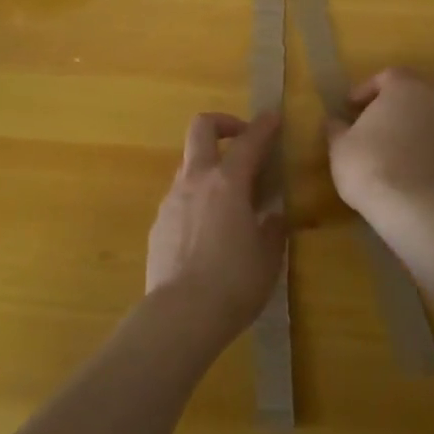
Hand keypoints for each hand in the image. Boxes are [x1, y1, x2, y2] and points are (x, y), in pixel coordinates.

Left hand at [146, 112, 286, 341]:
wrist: (180, 316)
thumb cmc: (234, 283)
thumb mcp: (268, 257)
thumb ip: (272, 228)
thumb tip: (273, 215)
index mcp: (228, 183)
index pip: (249, 141)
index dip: (264, 126)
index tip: (274, 117)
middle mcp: (196, 181)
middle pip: (201, 129)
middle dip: (223, 124)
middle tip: (242, 140)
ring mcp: (172, 200)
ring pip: (189, 164)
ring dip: (210, 167)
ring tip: (230, 197)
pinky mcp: (159, 223)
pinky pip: (180, 197)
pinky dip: (197, 199)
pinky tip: (209, 230)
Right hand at [326, 68, 433, 225]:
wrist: (414, 208)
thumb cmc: (370, 164)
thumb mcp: (340, 145)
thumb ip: (336, 128)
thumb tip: (334, 121)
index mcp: (404, 87)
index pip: (386, 77)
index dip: (365, 91)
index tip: (349, 108)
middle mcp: (433, 99)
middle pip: (410, 92)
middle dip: (390, 104)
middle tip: (368, 121)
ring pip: (425, 115)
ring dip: (406, 124)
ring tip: (384, 143)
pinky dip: (419, 143)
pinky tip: (401, 162)